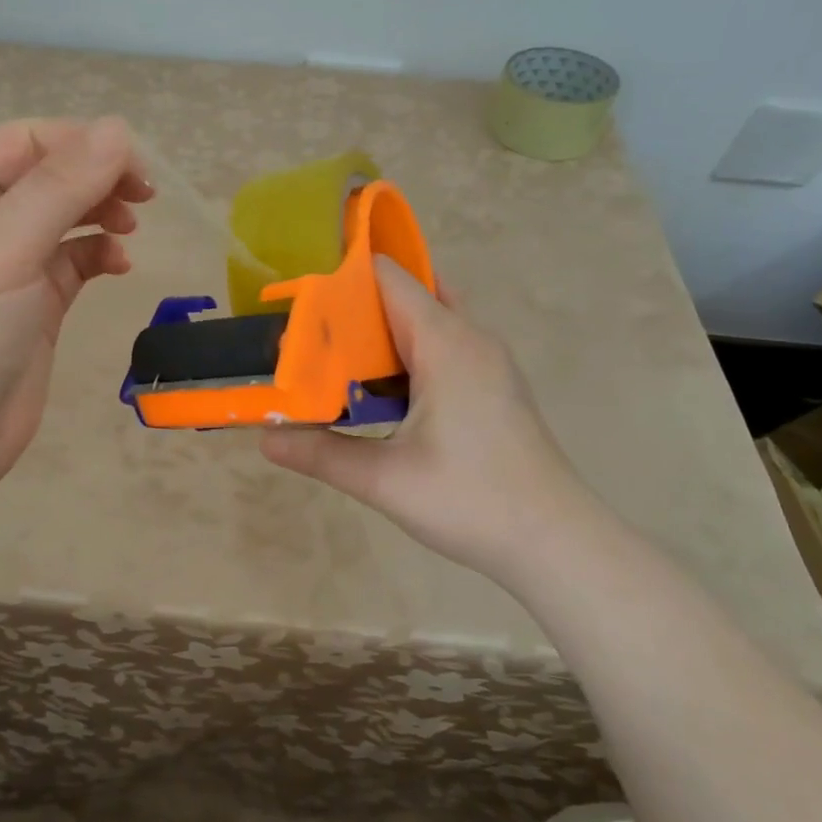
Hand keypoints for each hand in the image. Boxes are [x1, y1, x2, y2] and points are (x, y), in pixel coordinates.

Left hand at [0, 117, 150, 498]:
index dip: (81, 144)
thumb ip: (61, 186)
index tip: (135, 168)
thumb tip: (118, 127)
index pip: (25, 141)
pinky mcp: (30, 307)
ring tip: (129, 227)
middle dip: (96, 178)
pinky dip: (97, 255)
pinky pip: (71, 263)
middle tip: (144, 196)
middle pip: (47, 176)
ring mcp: (4, 267)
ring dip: (100, 214)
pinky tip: (118, 265)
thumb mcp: (4, 248)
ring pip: (63, 219)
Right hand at [261, 257, 606, 580]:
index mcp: (447, 343)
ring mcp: (488, 362)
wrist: (557, 543)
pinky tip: (379, 392)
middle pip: (408, 294)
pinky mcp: (493, 386)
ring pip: (428, 322)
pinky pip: (443, 347)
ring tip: (334, 359)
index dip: (343, 279)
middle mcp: (471, 339)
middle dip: (357, 306)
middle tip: (309, 333)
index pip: (389, 278)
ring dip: (382, 333)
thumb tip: (264, 438)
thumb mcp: (385, 479)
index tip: (300, 299)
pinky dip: (406, 354)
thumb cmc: (472, 501)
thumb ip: (320, 453)